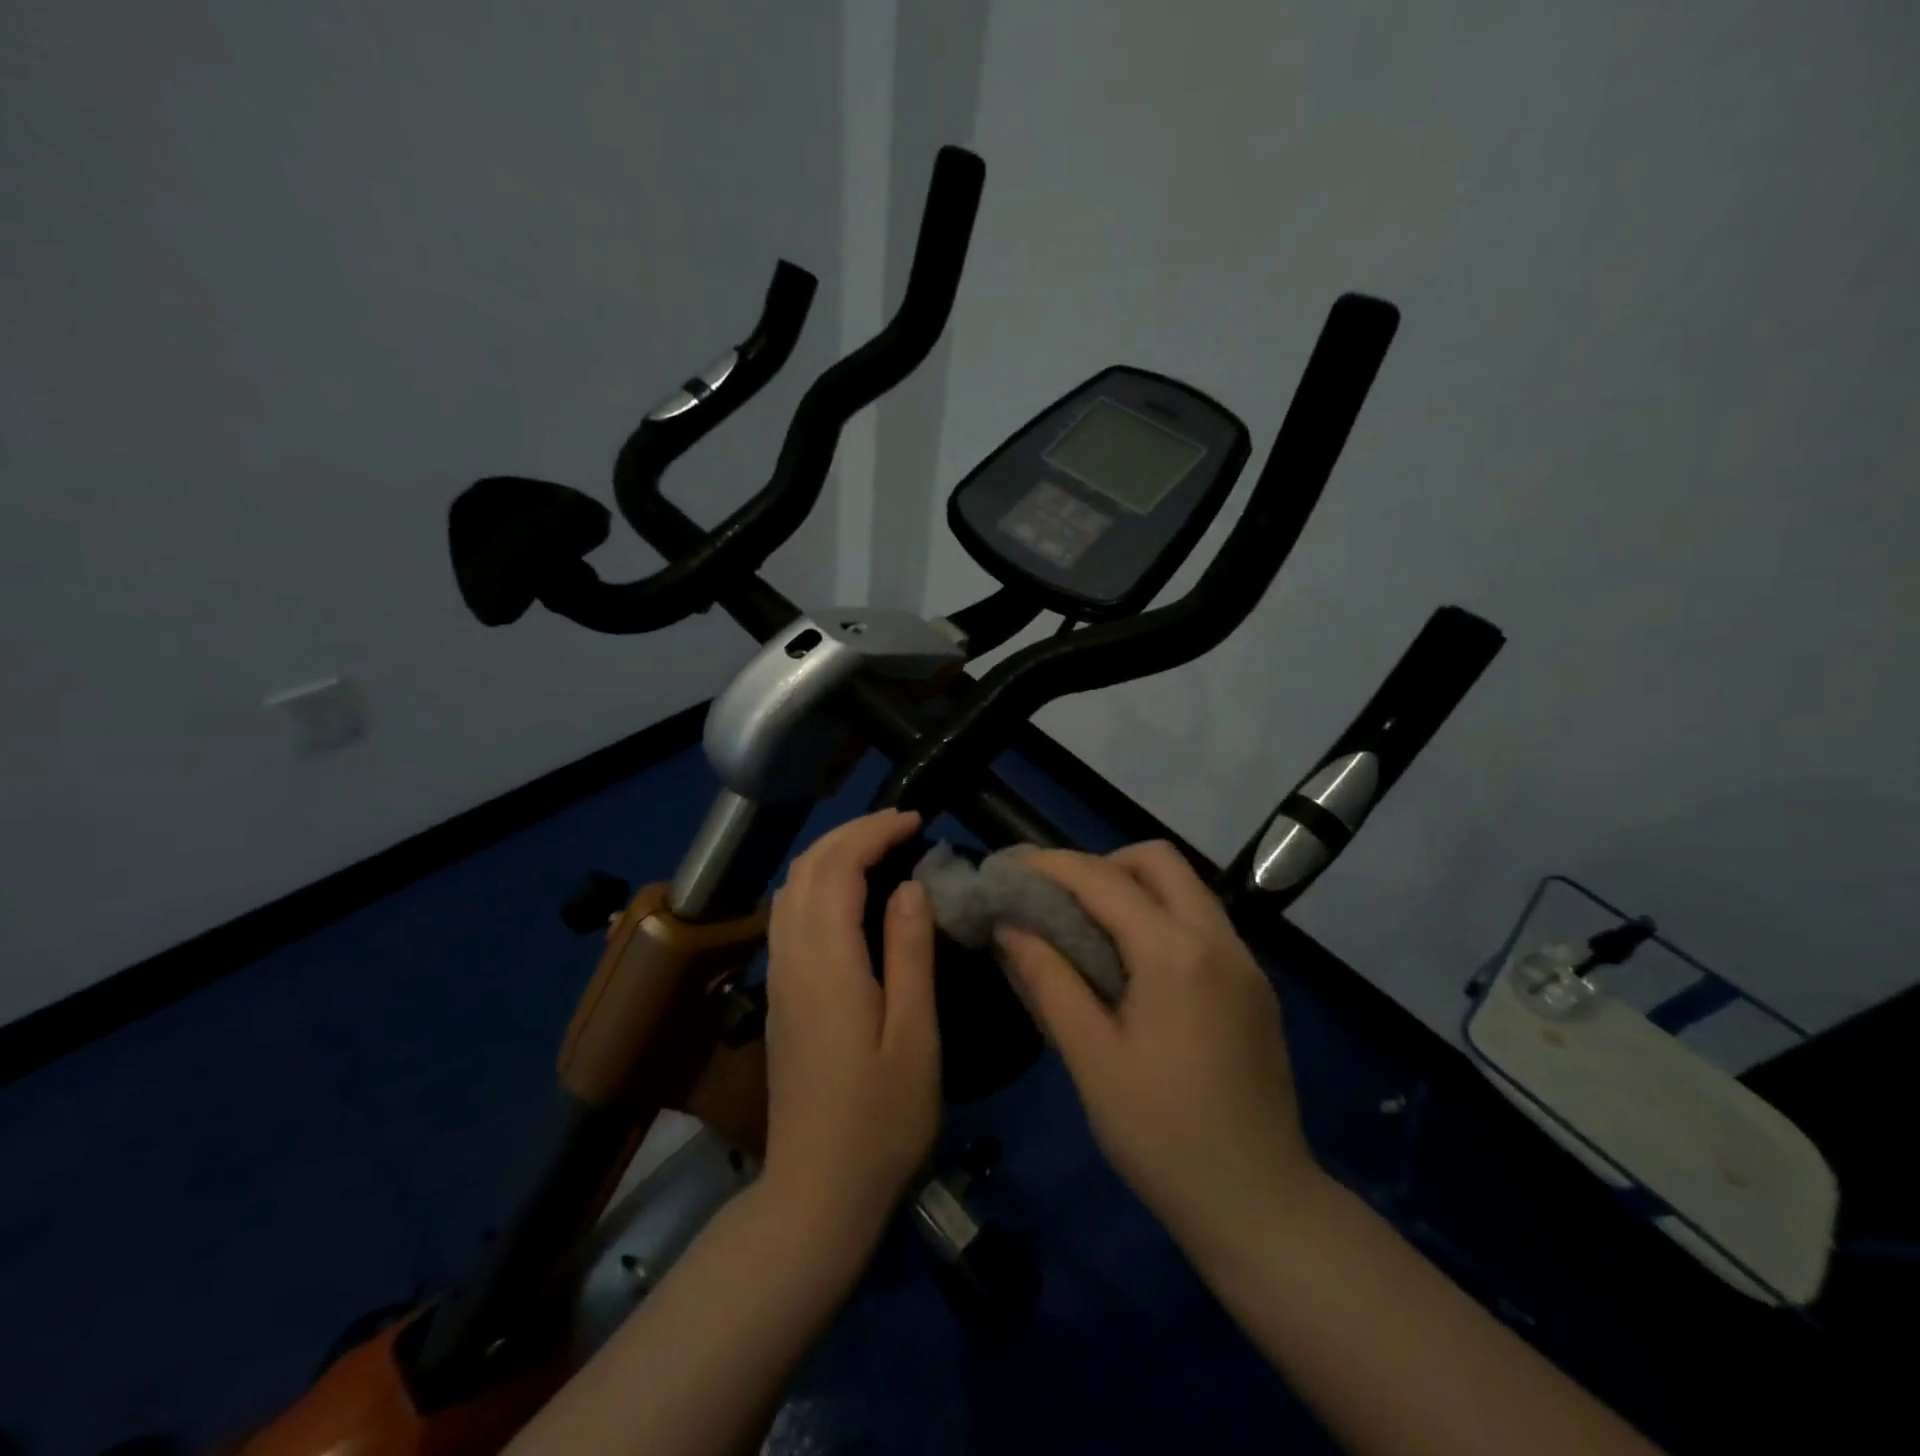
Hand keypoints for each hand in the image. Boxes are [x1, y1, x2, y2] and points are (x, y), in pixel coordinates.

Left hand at [760, 808, 941, 1243]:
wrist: (815, 1194)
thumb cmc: (881, 1122)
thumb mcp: (915, 1038)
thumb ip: (910, 955)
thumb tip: (911, 886)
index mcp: (828, 965)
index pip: (838, 868)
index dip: (873, 832)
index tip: (916, 821)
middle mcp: (792, 959)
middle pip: (805, 868)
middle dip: (850, 832)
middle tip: (901, 826)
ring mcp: (779, 978)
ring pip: (790, 888)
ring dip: (830, 853)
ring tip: (879, 848)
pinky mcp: (779, 996)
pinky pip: (788, 914)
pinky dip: (818, 882)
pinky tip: (850, 895)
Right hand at [996, 841, 1324, 1253]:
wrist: (1260, 1204)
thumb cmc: (1162, 1135)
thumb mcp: (1091, 1058)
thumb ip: (1049, 980)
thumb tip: (1010, 927)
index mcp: (1175, 953)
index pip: (1104, 879)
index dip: (1052, 865)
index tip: (1012, 869)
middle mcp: (1218, 939)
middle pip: (1158, 860)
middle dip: (1102, 864)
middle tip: (1061, 900)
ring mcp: (1245, 961)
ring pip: (1185, 887)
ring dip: (1133, 888)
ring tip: (1089, 928)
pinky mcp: (1255, 985)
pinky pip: (1201, 922)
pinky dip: (1160, 917)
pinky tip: (1134, 965)